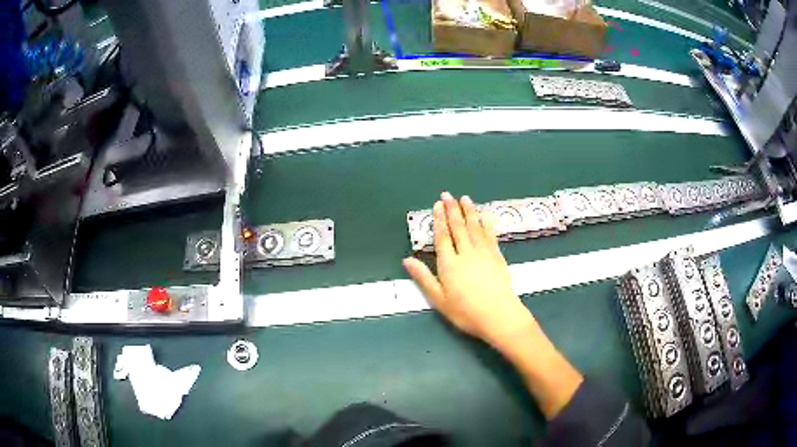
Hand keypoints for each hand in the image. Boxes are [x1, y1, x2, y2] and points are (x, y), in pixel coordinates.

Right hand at [403, 192, 535, 350]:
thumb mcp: (439, 299)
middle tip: (448, 195)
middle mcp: (466, 253)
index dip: (439, 220)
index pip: (443, 237)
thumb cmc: (465, 311)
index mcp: (449, 264)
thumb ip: (424, 278)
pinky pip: (490, 236)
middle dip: (452, 210)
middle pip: (458, 227)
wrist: (498, 315)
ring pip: (475, 227)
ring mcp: (484, 253)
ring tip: (465, 198)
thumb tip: (407, 260)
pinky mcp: (497, 257)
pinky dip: (486, 224)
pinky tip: (485, 216)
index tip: (437, 205)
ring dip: (469, 212)